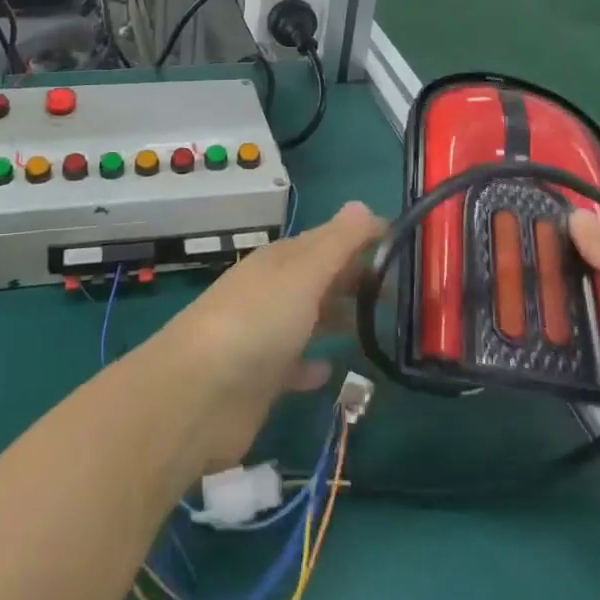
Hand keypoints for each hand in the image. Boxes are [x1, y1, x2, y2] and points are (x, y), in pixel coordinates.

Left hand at [158, 202, 385, 468]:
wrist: (196, 396)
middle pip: (321, 278)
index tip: (403, 243)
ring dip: (340, 317)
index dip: (363, 238)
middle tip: (403, 289)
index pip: (329, 240)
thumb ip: (337, 243)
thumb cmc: (256, 323)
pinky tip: (332, 370)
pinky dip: (314, 364)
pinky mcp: (262, 380)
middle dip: (357, 278)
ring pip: (310, 318)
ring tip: (381, 325)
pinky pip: (296, 365)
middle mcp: (273, 292)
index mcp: (282, 261)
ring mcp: (266, 336)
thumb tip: (364, 204)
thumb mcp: (302, 274)